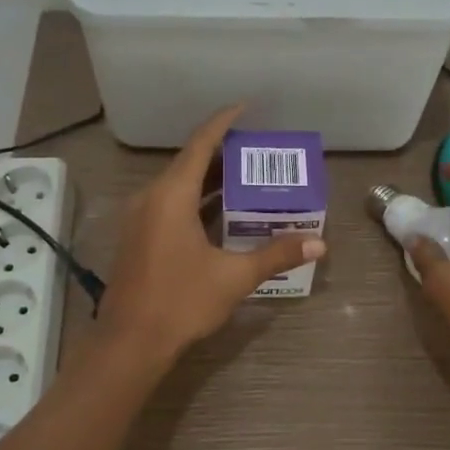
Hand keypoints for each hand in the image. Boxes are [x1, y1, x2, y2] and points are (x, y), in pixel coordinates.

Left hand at [96, 105, 325, 359]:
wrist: (130, 343)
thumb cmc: (181, 301)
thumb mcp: (234, 277)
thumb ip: (276, 255)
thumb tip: (319, 244)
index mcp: (171, 195)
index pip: (201, 144)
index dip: (224, 121)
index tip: (246, 107)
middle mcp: (151, 198)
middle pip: (189, 162)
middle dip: (223, 153)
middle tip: (258, 150)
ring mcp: (140, 218)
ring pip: (178, 185)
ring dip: (209, 178)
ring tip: (246, 177)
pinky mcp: (138, 237)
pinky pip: (169, 203)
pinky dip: (195, 199)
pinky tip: (220, 212)